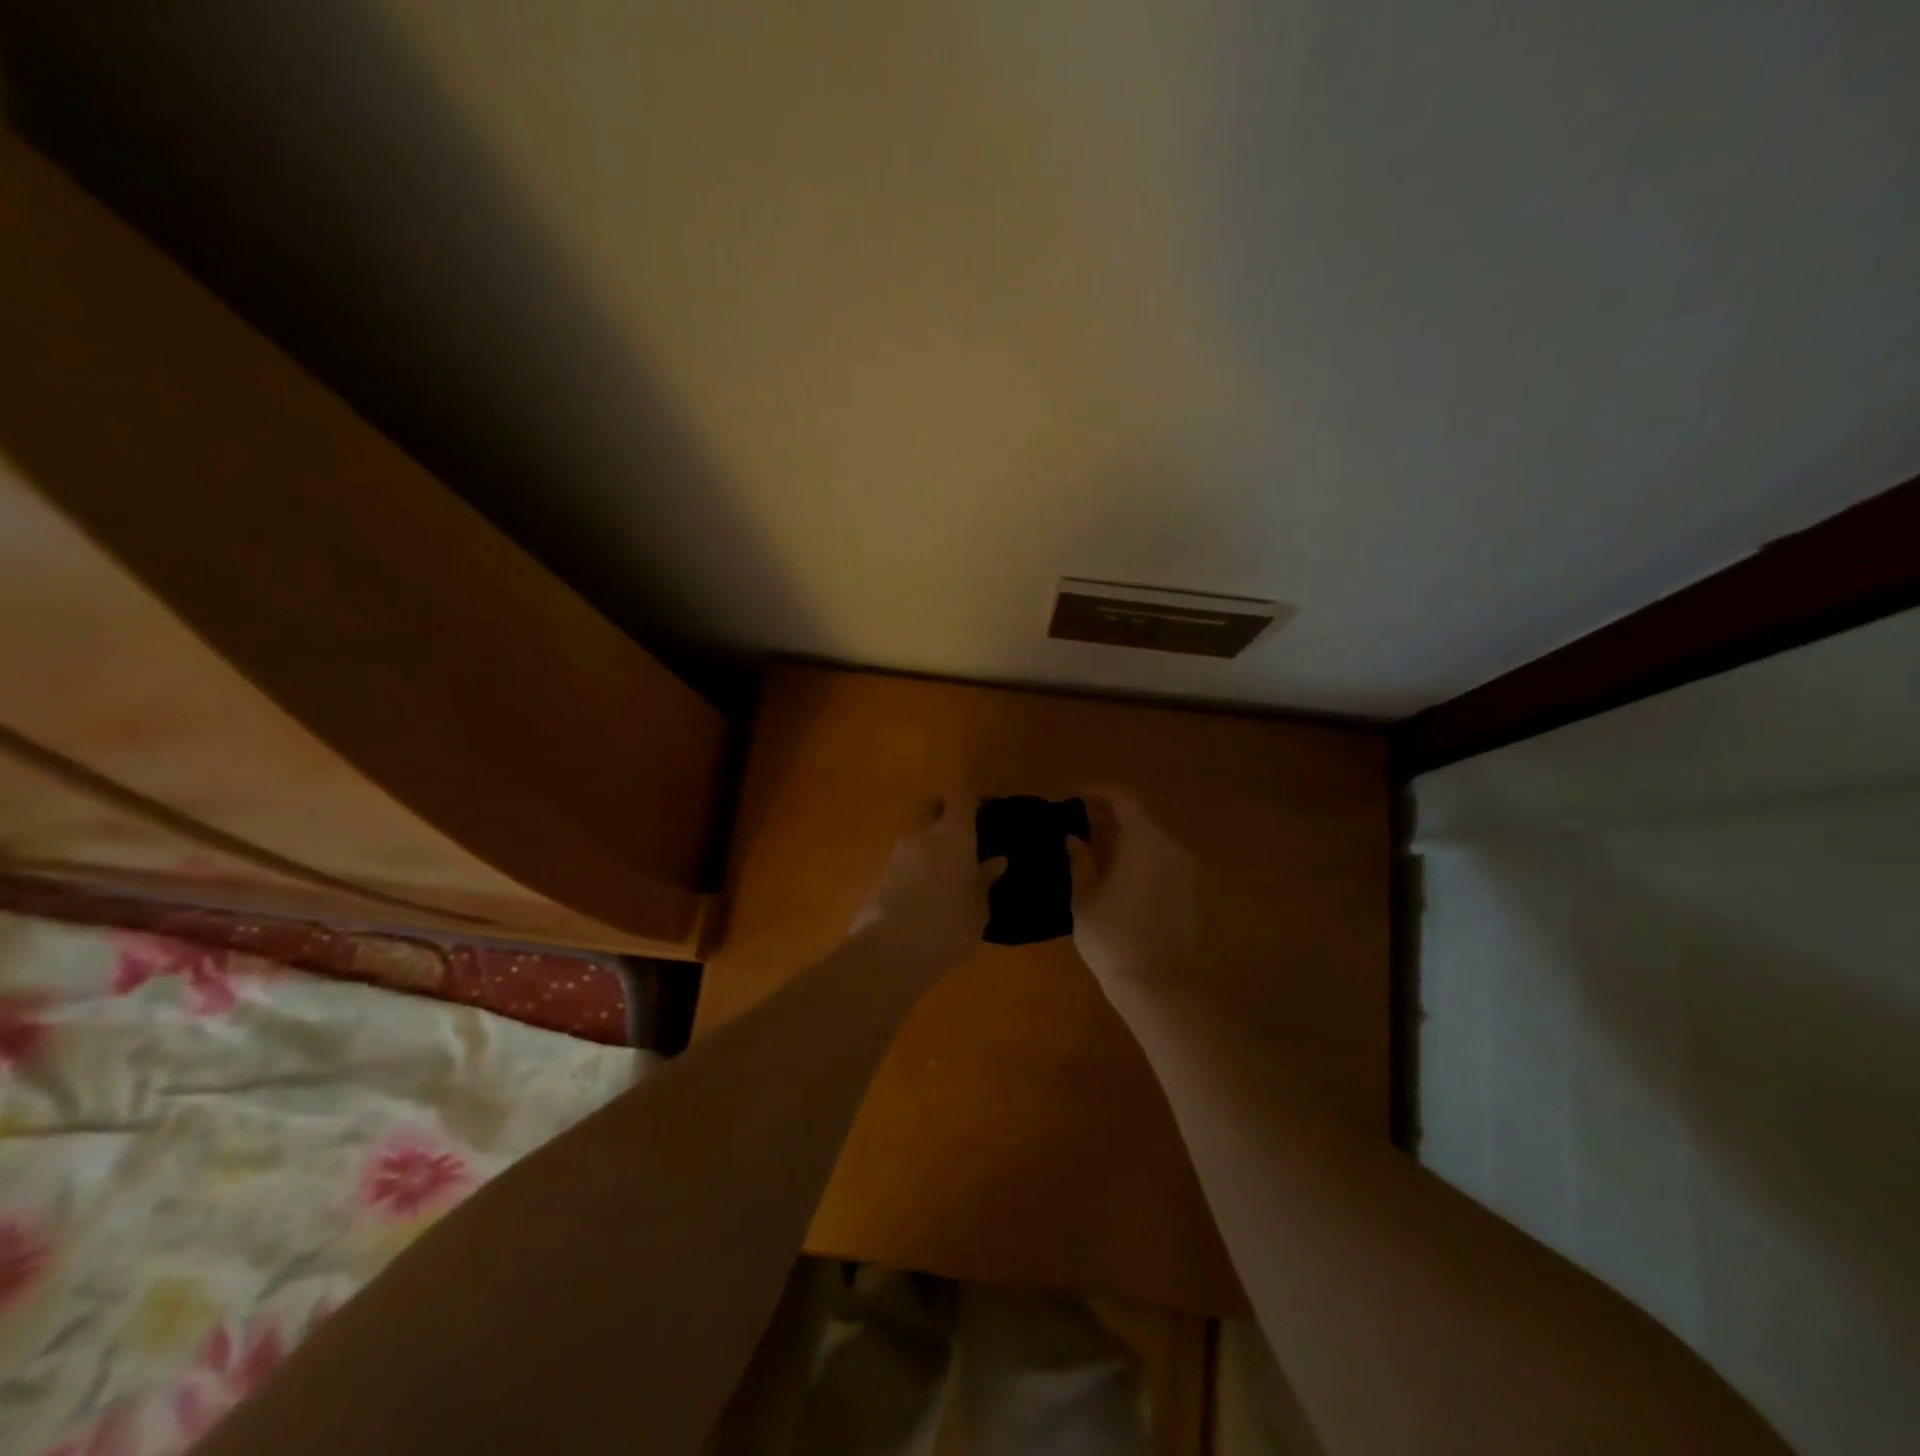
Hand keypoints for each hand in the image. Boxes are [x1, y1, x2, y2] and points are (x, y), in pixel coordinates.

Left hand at [850, 796, 1004, 978]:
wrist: (887, 955)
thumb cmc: (947, 927)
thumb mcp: (977, 910)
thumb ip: (984, 881)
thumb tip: (996, 861)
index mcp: (952, 834)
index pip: (962, 796)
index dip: (976, 797)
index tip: (990, 806)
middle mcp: (922, 835)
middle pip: (931, 805)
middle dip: (946, 810)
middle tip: (966, 829)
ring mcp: (897, 854)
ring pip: (916, 832)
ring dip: (931, 840)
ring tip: (951, 865)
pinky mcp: (881, 876)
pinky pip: (906, 858)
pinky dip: (919, 863)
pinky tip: (931, 887)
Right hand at [1067, 790, 1195, 991]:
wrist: (1156, 985)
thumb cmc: (1113, 938)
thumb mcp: (1084, 897)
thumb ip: (1080, 861)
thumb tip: (1073, 838)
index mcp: (1145, 842)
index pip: (1122, 800)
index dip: (1094, 793)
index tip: (1067, 798)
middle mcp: (1169, 848)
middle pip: (1136, 817)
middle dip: (1104, 814)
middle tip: (1071, 820)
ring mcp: (1182, 870)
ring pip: (1147, 838)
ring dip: (1119, 835)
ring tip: (1086, 844)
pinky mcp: (1185, 891)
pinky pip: (1157, 858)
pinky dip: (1133, 854)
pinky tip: (1109, 869)